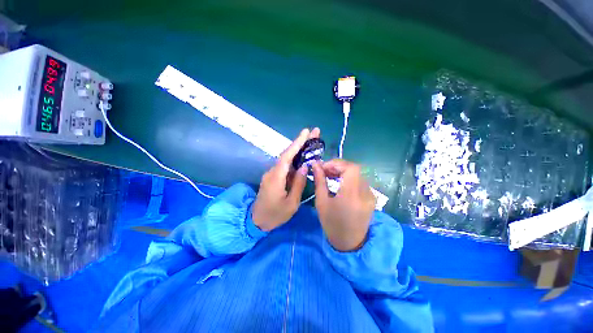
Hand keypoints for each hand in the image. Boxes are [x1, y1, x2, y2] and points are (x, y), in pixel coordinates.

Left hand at [252, 128, 319, 230]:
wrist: (257, 221)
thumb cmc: (275, 215)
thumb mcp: (291, 203)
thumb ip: (298, 183)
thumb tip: (305, 167)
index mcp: (276, 178)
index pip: (287, 156)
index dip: (296, 143)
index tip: (306, 132)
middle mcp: (272, 172)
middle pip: (287, 154)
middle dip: (300, 142)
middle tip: (314, 133)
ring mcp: (271, 174)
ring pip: (286, 159)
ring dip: (299, 150)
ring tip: (312, 143)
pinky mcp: (273, 177)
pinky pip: (285, 166)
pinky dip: (295, 160)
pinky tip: (304, 158)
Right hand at [312, 159, 375, 251]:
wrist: (349, 243)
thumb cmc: (332, 224)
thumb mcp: (321, 202)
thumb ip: (319, 181)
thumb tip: (315, 165)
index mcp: (352, 195)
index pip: (350, 168)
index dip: (336, 164)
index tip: (322, 167)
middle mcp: (365, 193)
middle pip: (354, 169)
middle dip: (338, 166)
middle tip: (324, 170)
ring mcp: (370, 195)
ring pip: (357, 174)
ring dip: (343, 171)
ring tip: (330, 175)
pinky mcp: (371, 197)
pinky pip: (360, 180)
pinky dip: (349, 177)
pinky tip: (340, 182)